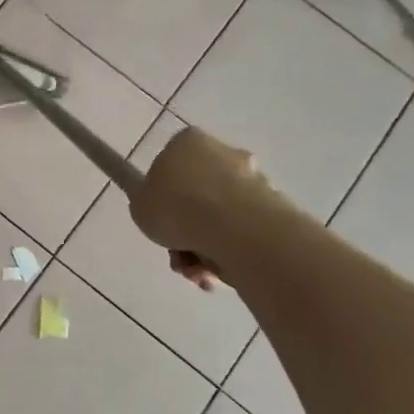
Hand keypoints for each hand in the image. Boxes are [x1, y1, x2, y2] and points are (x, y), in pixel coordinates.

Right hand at [129, 127, 276, 290]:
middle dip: (187, 227)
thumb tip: (162, 204)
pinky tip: (216, 271)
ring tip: (196, 271)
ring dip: (204, 246)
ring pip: (219, 216)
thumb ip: (148, 202)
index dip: (163, 193)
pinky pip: (241, 231)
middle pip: (198, 192)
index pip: (171, 163)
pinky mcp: (274, 207)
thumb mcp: (139, 205)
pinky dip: (228, 251)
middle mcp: (224, 152)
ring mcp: (252, 179)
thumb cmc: (176, 206)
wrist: (233, 227)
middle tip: (177, 252)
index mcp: (188, 142)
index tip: (160, 216)